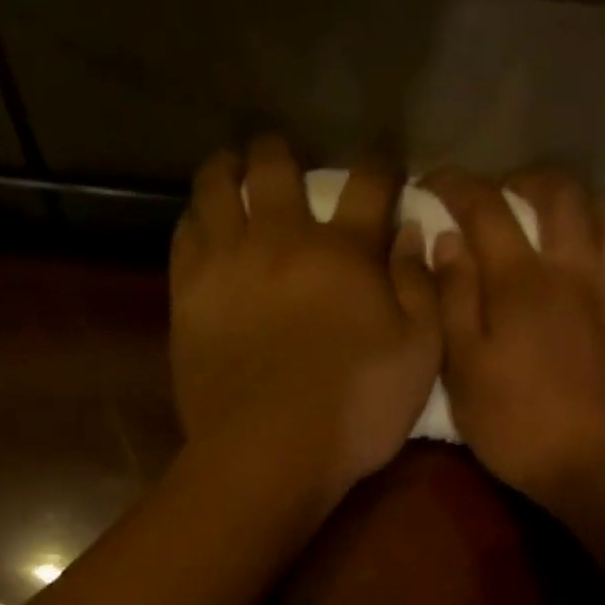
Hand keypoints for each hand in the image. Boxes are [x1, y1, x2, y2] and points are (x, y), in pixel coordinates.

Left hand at [169, 137, 441, 499]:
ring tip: (229, 170)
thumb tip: (412, 234)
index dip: (380, 167)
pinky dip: (194, 219)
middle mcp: (282, 240)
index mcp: (345, 253)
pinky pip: (184, 236)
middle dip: (282, 152)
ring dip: (225, 170)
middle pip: (276, 168)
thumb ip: (420, 289)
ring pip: (216, 189)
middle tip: (282, 155)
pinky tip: (199, 223)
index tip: (384, 165)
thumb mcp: (419, 356)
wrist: (269, 452)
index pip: (369, 185)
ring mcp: (228, 264)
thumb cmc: (354, 410)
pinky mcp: (188, 296)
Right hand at [422, 168, 604, 514]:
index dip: (456, 185)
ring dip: (590, 208)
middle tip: (507, 195)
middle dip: (529, 181)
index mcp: (523, 281)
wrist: (601, 468)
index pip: (486, 208)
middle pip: (563, 195)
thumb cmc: (518, 425)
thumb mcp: (463, 369)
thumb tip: (447, 241)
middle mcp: (578, 270)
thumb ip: (453, 300)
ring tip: (569, 223)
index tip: (433, 183)